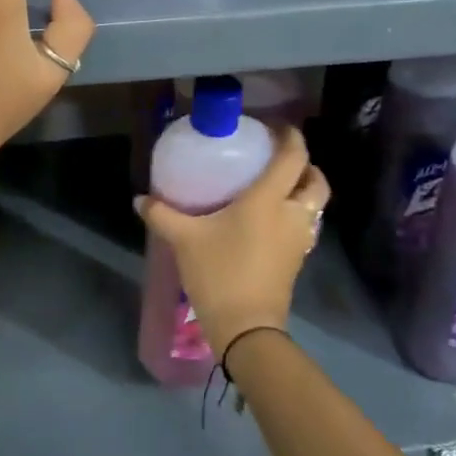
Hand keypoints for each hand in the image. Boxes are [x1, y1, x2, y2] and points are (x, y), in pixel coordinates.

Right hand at [135, 127, 329, 358]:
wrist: (247, 329)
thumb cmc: (219, 272)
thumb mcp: (184, 240)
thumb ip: (162, 214)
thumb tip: (139, 199)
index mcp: (269, 199)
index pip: (293, 157)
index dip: (291, 137)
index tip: (276, 127)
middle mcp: (291, 214)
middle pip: (316, 181)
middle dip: (305, 165)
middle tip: (279, 159)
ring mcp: (299, 240)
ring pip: (315, 205)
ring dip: (303, 191)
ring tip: (275, 187)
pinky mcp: (297, 260)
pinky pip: (306, 226)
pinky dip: (296, 214)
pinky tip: (270, 219)